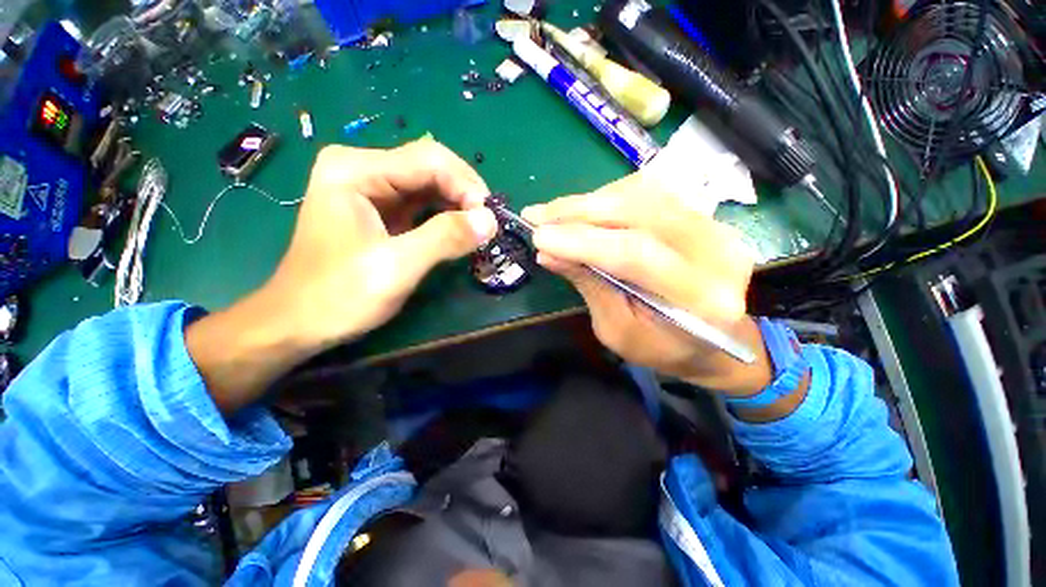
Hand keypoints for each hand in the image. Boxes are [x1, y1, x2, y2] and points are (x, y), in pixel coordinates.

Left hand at [265, 139, 497, 346]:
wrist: (301, 323)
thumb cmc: (339, 295)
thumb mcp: (396, 267)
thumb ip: (445, 238)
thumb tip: (490, 220)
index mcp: (356, 169)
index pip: (429, 160)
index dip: (466, 186)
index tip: (488, 220)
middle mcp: (362, 168)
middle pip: (431, 167)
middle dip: (465, 194)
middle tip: (486, 226)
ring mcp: (371, 188)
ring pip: (431, 184)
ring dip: (459, 205)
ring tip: (477, 230)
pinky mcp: (381, 210)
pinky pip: (423, 203)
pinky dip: (446, 216)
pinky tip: (459, 231)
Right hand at [523, 172, 772, 393]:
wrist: (717, 339)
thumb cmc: (663, 347)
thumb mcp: (617, 330)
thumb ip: (588, 286)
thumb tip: (548, 253)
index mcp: (701, 299)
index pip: (635, 254)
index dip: (581, 242)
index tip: (538, 237)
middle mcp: (717, 252)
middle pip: (639, 212)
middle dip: (579, 212)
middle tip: (537, 215)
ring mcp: (715, 226)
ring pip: (642, 194)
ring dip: (589, 201)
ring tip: (554, 214)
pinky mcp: (704, 214)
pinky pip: (649, 192)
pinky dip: (608, 198)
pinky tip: (585, 211)